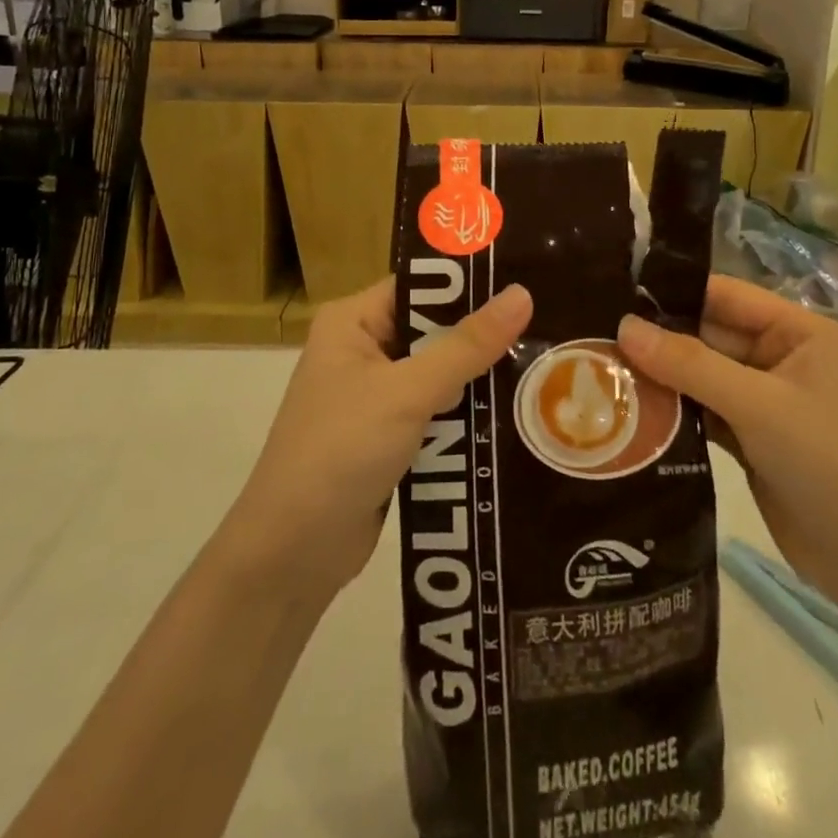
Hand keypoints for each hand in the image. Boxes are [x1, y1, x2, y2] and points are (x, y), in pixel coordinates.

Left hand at [223, 279, 532, 600]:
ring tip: (544, 363)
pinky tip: (514, 410)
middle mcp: (361, 350)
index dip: (469, 284)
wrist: (292, 555)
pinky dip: (466, 413)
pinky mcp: (387, 435)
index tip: (526, 281)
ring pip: (440, 372)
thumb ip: (467, 345)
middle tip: (546, 325)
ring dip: (479, 377)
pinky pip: (436, 410)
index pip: (419, 286)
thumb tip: (522, 294)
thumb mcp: (408, 392)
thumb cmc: (340, 452)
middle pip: (433, 329)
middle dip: (482, 335)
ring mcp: (373, 395)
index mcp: (352, 322)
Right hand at [616, 276, 837, 587]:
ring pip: (702, 375)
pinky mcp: (752, 439)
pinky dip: (674, 411)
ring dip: (661, 377)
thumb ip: (690, 364)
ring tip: (601, 369)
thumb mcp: (759, 406)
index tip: (615, 293)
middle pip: (709, 336)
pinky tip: (630, 409)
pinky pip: (705, 411)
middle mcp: (782, 358)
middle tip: (595, 336)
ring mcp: (766, 401)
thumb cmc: (828, 463)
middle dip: (659, 339)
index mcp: (798, 332)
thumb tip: (624, 326)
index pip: (726, 296)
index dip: (674, 292)